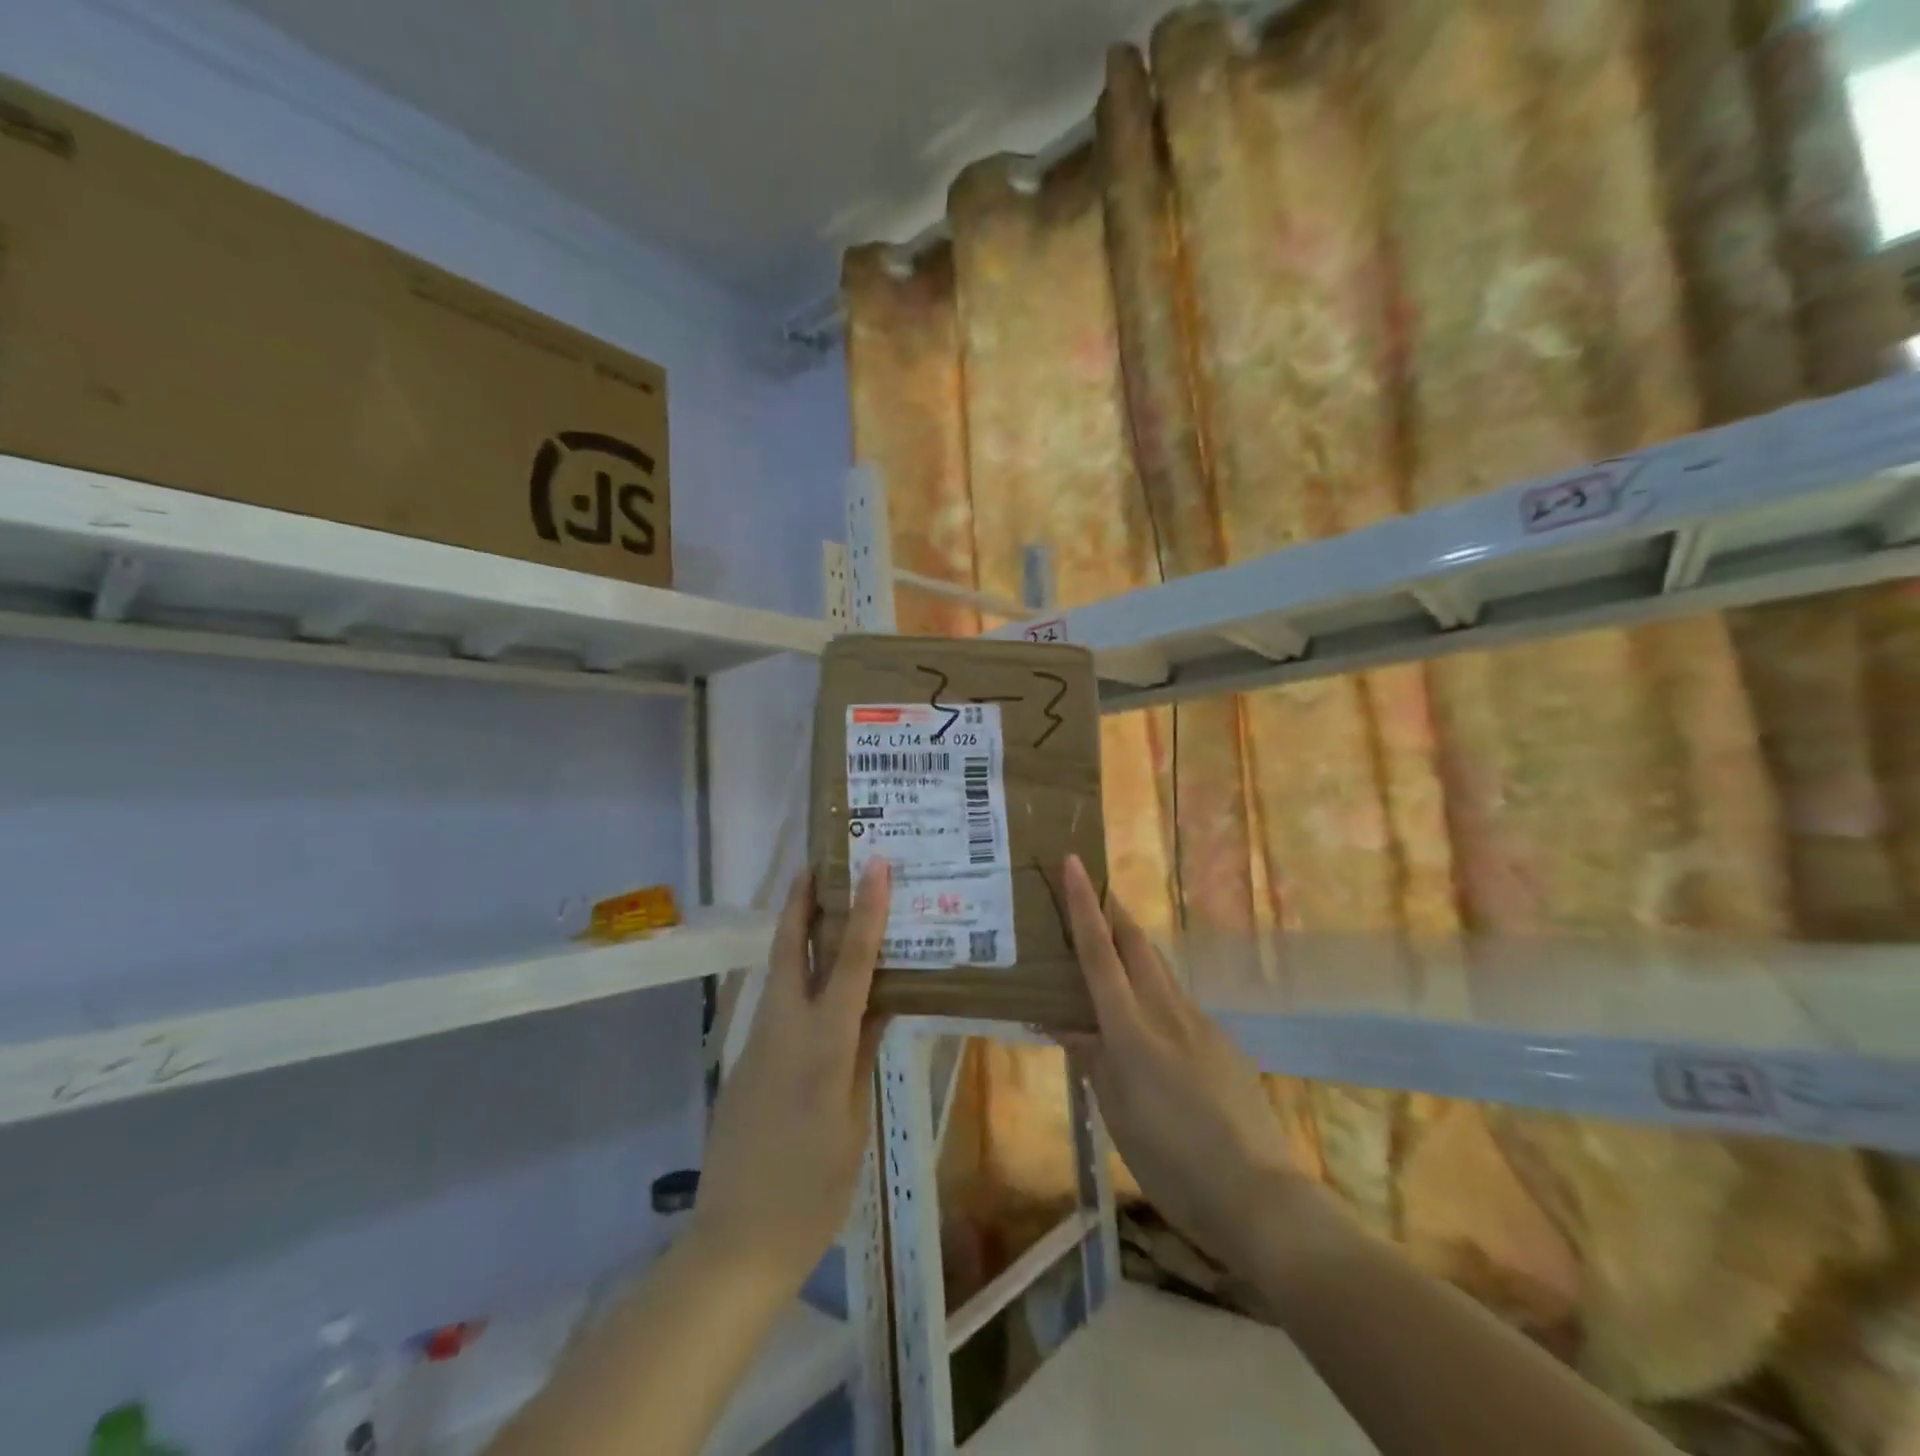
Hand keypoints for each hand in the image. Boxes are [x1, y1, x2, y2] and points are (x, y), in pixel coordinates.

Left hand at [691, 860, 889, 1294]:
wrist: (735, 1243)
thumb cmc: (812, 1189)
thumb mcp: (853, 1120)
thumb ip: (860, 1054)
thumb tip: (877, 1003)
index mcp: (821, 1044)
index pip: (850, 962)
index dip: (865, 910)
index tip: (874, 865)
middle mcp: (783, 1031)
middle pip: (789, 949)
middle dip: (802, 903)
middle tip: (819, 864)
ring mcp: (757, 1046)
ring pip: (779, 975)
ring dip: (798, 937)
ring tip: (827, 914)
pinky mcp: (744, 1064)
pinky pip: (777, 1008)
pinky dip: (797, 982)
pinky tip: (818, 993)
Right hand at [1058, 855, 1343, 1274]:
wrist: (1258, 1194)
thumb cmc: (1171, 1160)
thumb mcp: (1116, 1113)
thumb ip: (1091, 1058)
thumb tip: (1062, 1020)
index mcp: (1131, 1029)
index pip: (1100, 953)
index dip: (1083, 906)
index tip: (1074, 863)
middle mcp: (1167, 1012)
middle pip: (1137, 945)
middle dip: (1113, 912)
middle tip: (1092, 891)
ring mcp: (1201, 1024)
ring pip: (1160, 971)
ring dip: (1134, 949)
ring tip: (1112, 951)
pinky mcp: (1223, 1042)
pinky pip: (1180, 1004)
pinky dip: (1156, 994)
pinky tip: (1152, 1024)